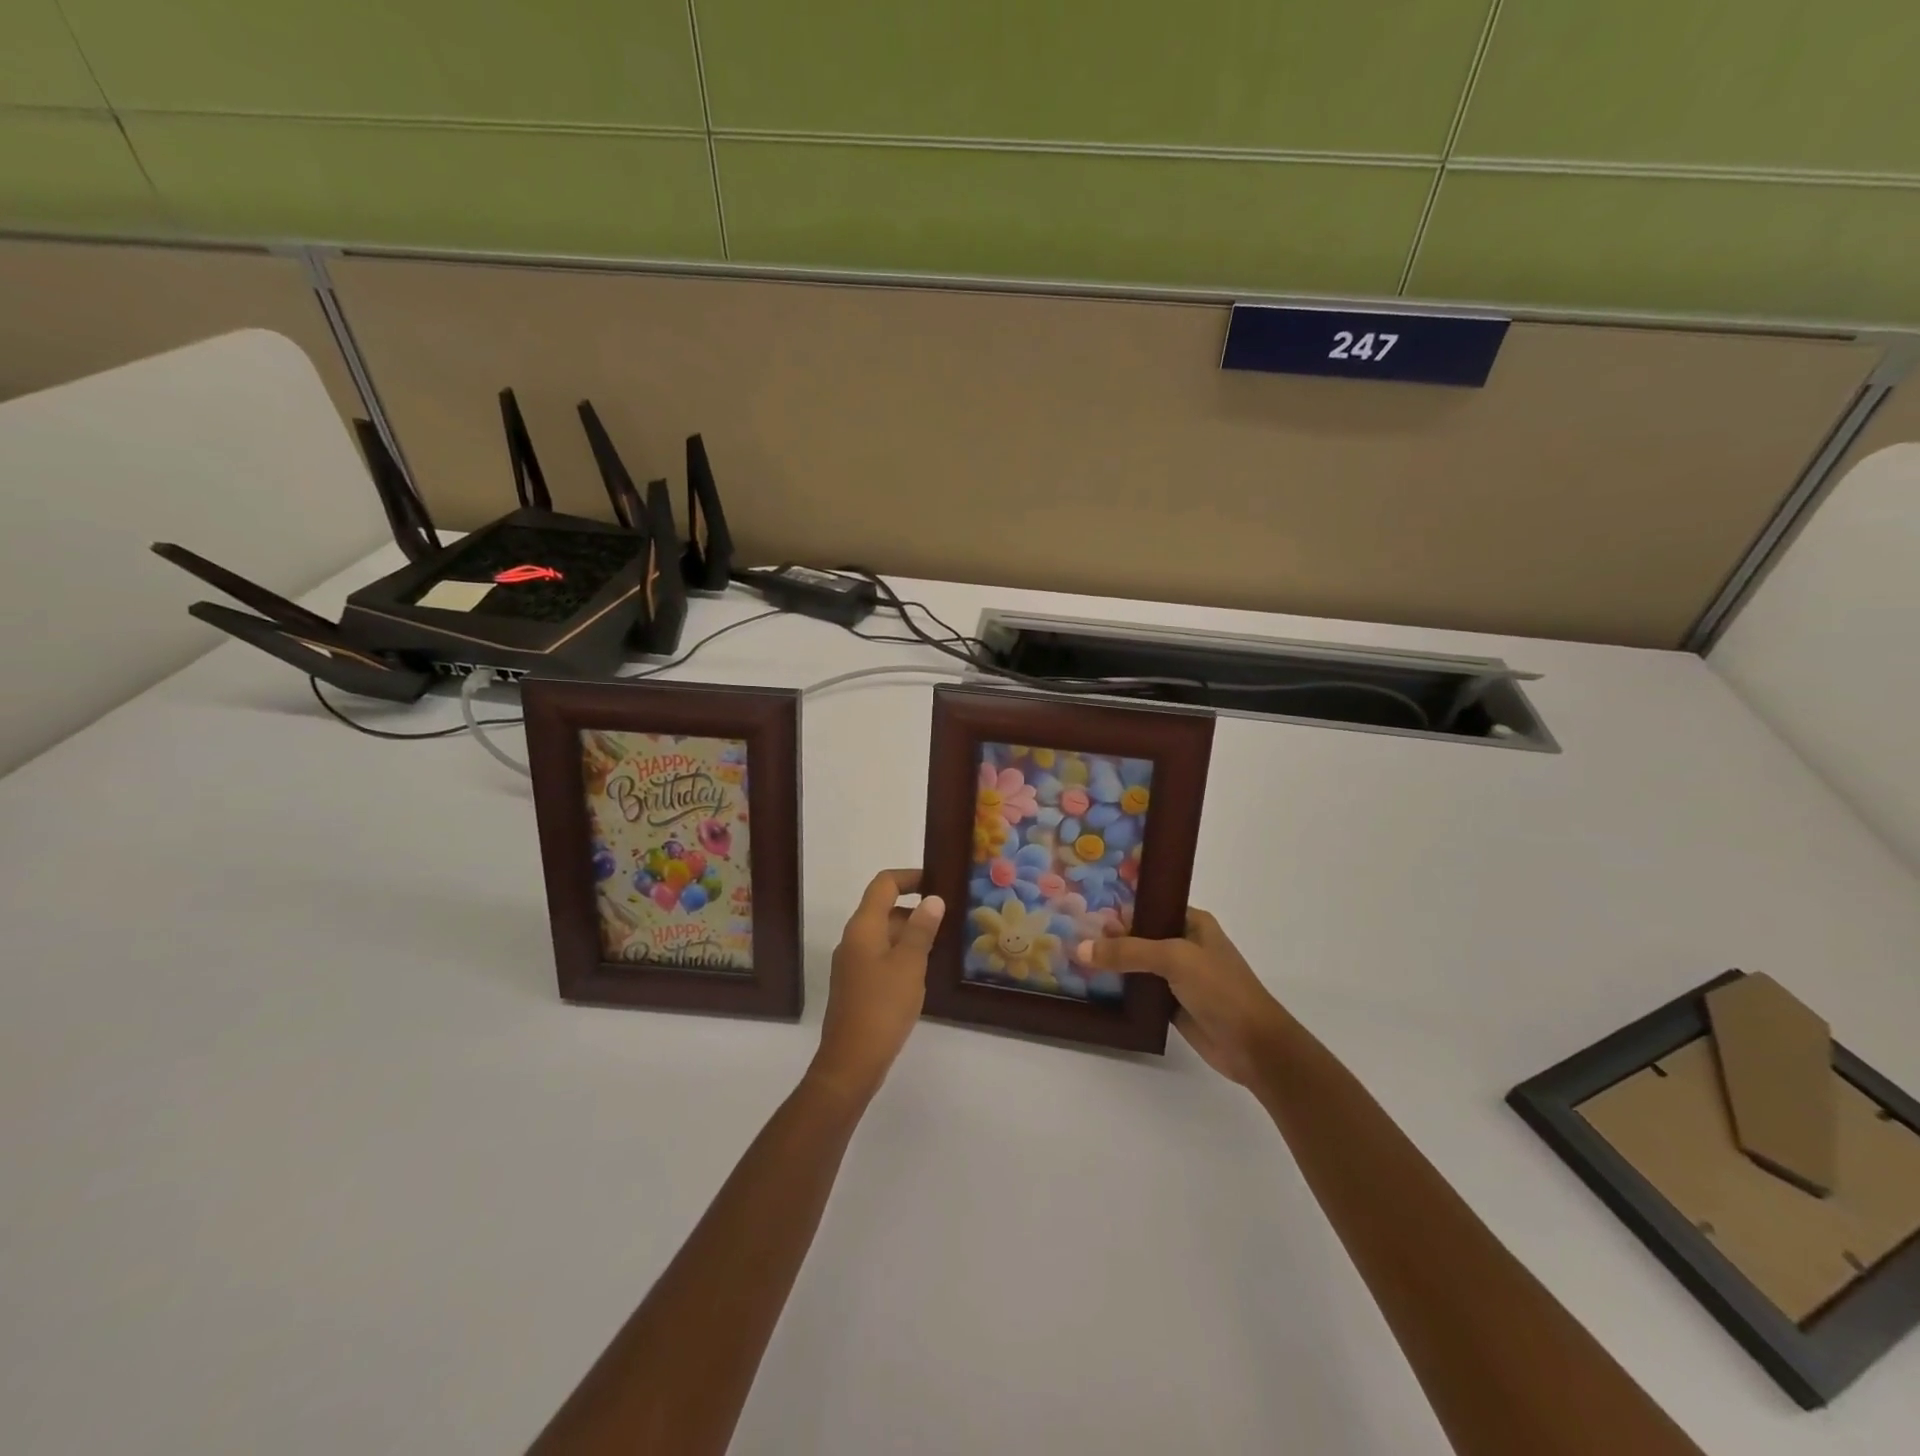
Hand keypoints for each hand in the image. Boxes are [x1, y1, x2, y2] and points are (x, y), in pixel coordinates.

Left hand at [811, 869, 945, 1101]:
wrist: (851, 1061)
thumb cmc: (882, 1007)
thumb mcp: (910, 964)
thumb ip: (922, 929)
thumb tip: (933, 899)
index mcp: (863, 927)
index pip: (884, 884)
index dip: (910, 876)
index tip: (937, 881)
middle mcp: (854, 939)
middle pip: (884, 908)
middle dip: (916, 908)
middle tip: (950, 915)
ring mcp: (853, 963)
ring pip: (885, 934)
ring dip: (912, 933)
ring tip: (945, 941)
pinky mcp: (857, 985)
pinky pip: (882, 956)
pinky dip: (903, 954)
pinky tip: (925, 970)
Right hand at [1076, 909, 1289, 1089]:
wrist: (1254, 1046)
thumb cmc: (1221, 989)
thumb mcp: (1174, 959)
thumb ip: (1127, 951)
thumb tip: (1080, 949)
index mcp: (1192, 922)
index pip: (1148, 905)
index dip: (1118, 905)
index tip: (1082, 905)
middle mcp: (1183, 944)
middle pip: (1138, 934)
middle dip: (1108, 935)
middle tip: (1068, 931)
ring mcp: (1177, 976)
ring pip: (1136, 964)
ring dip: (1111, 963)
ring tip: (1071, 955)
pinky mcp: (1170, 1004)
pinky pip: (1138, 990)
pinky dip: (1119, 988)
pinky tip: (1090, 984)